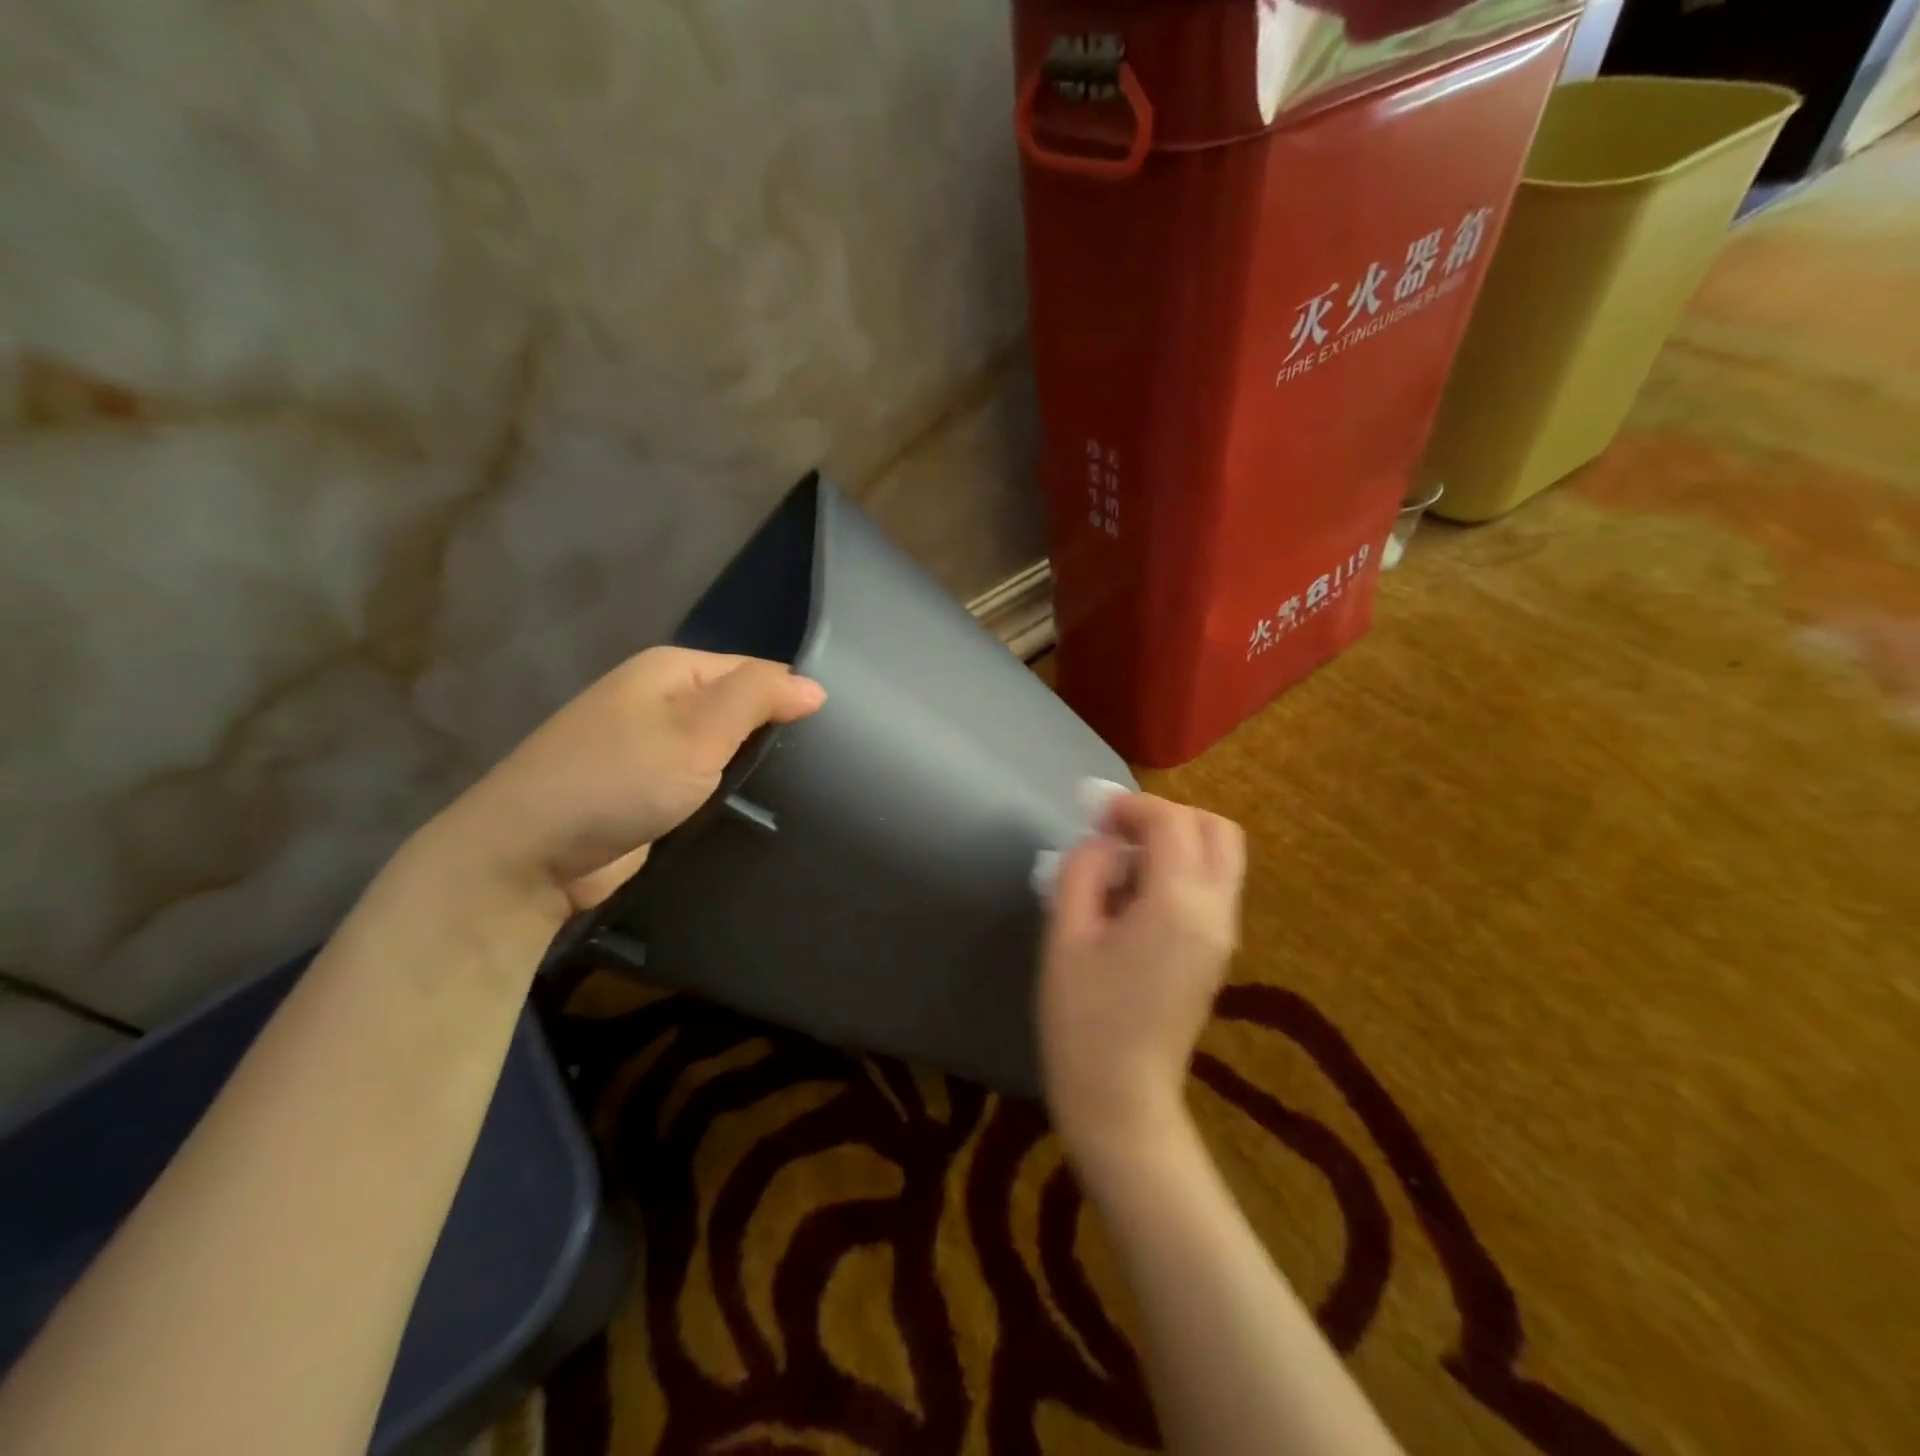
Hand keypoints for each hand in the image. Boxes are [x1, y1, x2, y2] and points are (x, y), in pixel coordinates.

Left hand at [427, 648, 824, 918]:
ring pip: (723, 748)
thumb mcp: (696, 732)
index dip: (792, 701)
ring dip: (751, 769)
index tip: (829, 744)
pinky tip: (752, 812)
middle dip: (773, 737)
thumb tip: (814, 687)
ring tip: (797, 795)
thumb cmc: (617, 782)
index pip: (757, 672)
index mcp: (672, 669)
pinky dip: (725, 792)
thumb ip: (757, 699)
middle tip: (817, 775)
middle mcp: (661, 699)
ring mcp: (651, 746)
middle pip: (740, 709)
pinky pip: (702, 780)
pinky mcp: (647, 789)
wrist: (527, 855)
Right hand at [1038, 793, 1244, 1164]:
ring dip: (1178, 841)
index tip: (1093, 814)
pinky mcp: (1218, 953)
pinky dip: (1183, 869)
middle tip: (1118, 833)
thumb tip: (1104, 842)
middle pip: (1217, 830)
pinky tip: (1136, 895)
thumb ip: (1083, 870)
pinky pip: (1213, 887)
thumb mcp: (1066, 934)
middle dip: (1168, 816)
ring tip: (1123, 863)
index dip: (1132, 806)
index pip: (1173, 822)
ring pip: (1222, 857)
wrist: (1120, 1100)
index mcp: (1179, 905)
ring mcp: (1224, 935)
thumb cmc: (1082, 1018)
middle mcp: (1217, 912)